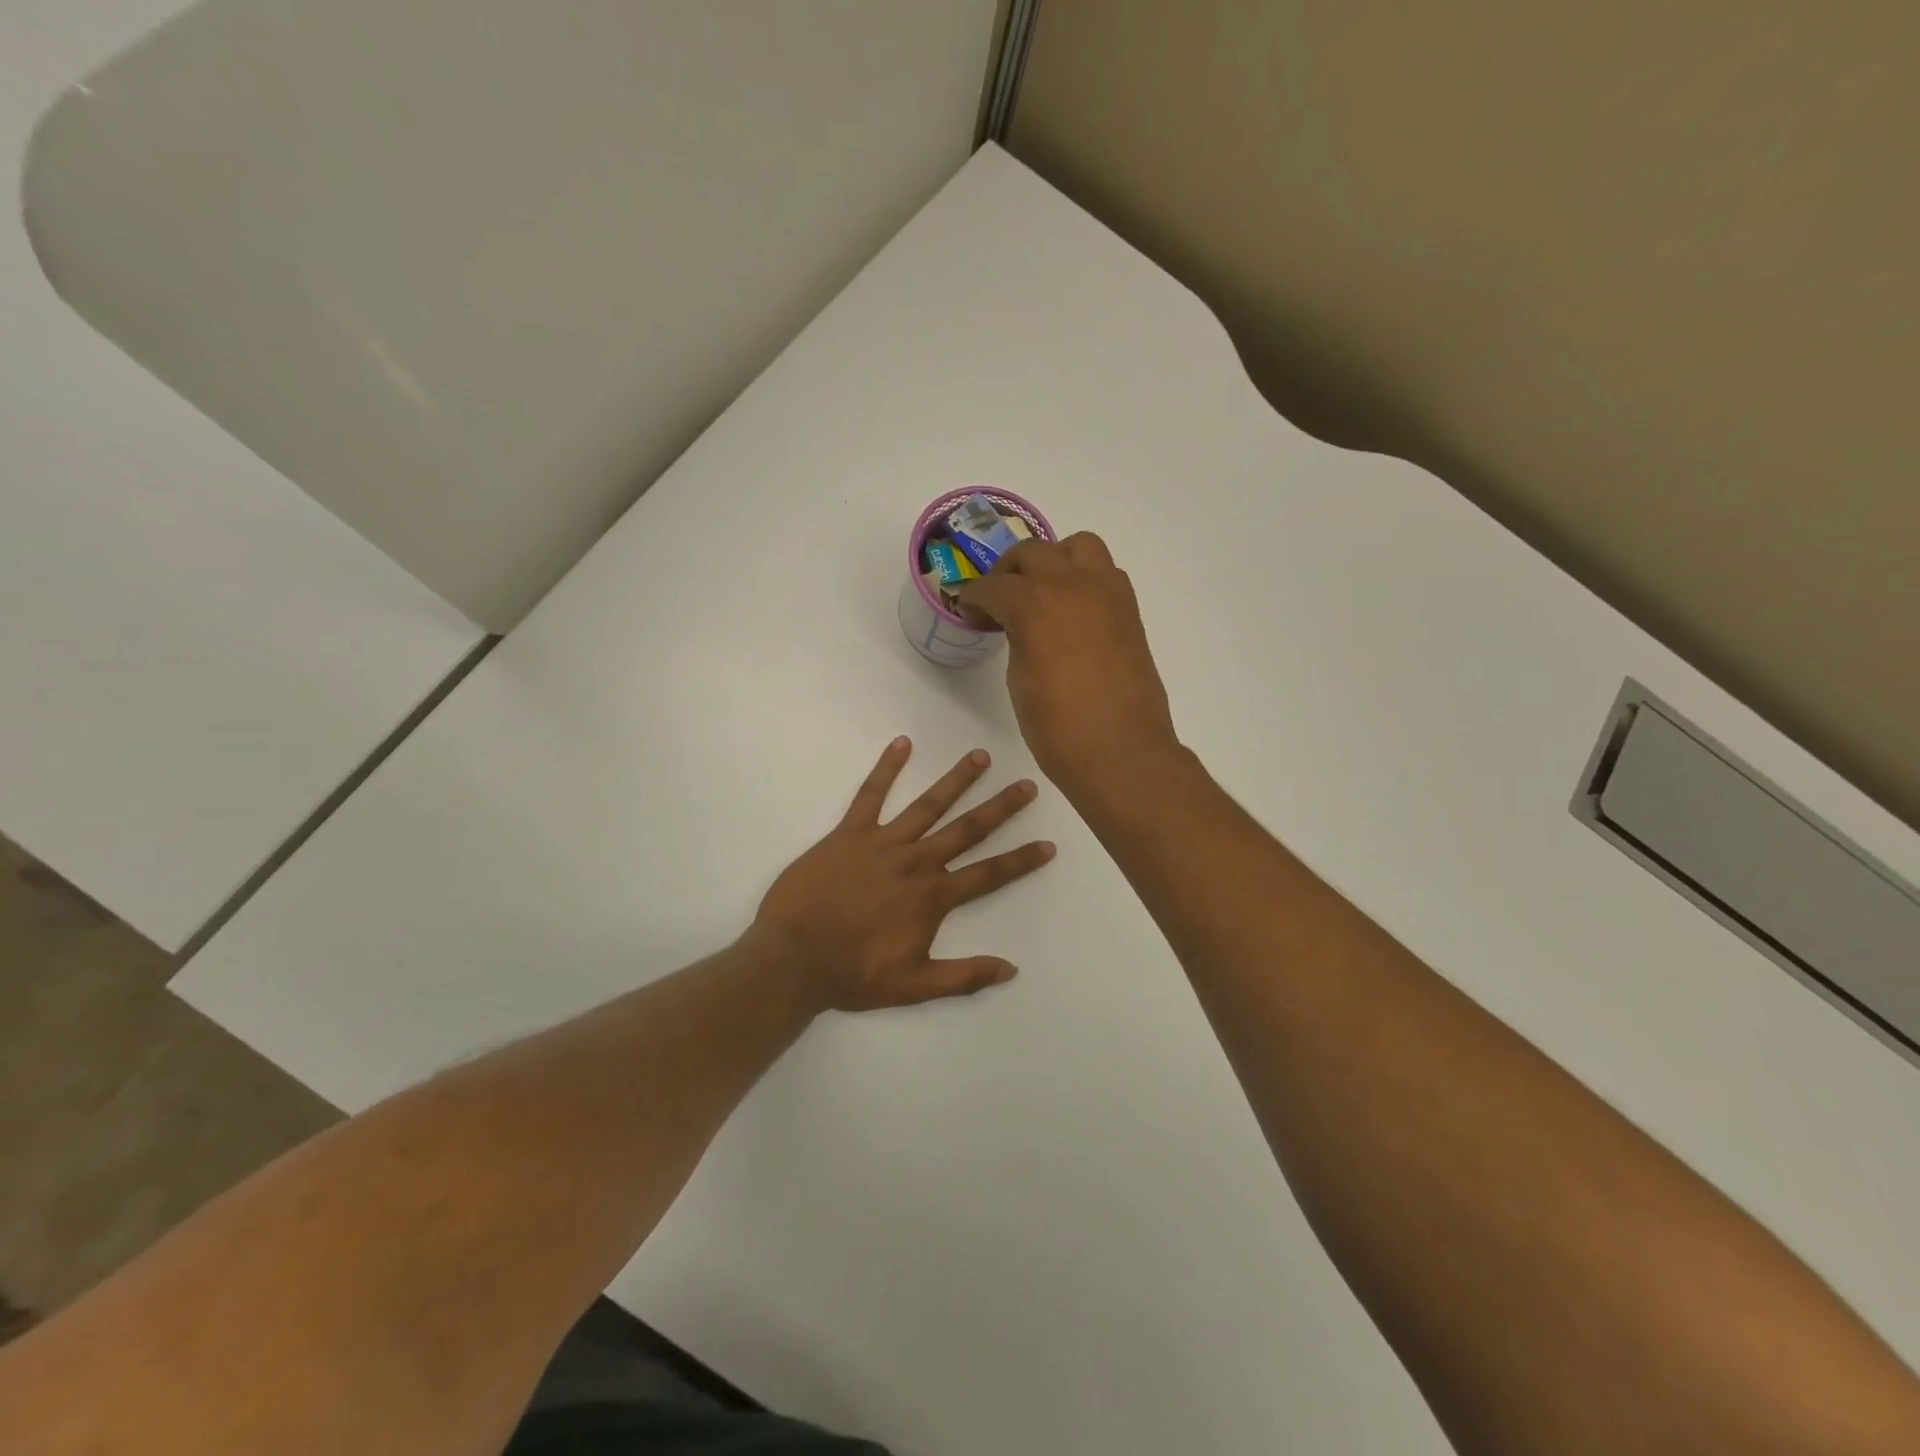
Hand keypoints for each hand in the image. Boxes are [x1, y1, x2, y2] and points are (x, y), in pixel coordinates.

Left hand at [746, 738, 1054, 1012]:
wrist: (793, 958)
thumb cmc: (852, 974)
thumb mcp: (913, 986)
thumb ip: (964, 976)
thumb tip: (1011, 968)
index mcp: (932, 897)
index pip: (989, 874)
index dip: (1021, 860)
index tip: (1048, 844)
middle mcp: (915, 862)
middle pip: (967, 830)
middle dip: (1000, 807)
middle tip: (1027, 785)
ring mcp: (883, 843)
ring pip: (928, 805)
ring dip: (956, 780)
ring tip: (980, 756)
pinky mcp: (849, 833)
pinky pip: (870, 795)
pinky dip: (886, 768)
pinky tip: (902, 743)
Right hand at [957, 533, 1179, 799]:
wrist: (1121, 752)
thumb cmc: (1059, 728)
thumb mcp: (1020, 680)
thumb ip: (1018, 638)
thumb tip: (1022, 626)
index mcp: (1034, 604)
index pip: (994, 585)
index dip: (974, 597)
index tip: (967, 609)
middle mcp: (1072, 585)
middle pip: (1032, 553)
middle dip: (1008, 572)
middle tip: (998, 600)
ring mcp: (1107, 593)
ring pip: (1077, 546)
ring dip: (1054, 561)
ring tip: (1043, 592)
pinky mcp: (1129, 610)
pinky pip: (1104, 573)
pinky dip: (1083, 579)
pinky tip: (1072, 612)